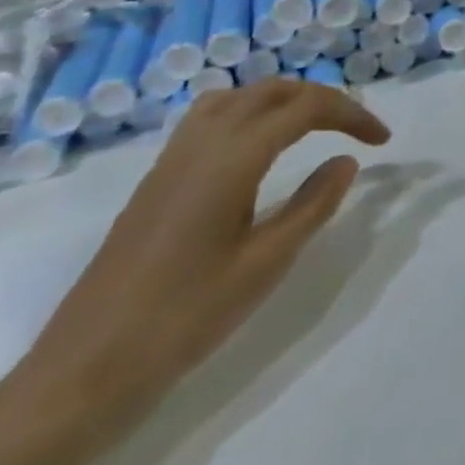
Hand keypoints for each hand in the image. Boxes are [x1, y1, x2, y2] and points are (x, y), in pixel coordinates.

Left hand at [0, 78, 389, 453]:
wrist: (81, 373)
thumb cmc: (183, 319)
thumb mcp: (265, 265)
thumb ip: (313, 205)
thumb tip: (345, 161)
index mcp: (232, 159)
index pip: (305, 108)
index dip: (352, 114)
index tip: (382, 141)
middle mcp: (201, 145)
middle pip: (272, 91)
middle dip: (322, 100)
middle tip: (355, 131)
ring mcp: (171, 161)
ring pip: (237, 97)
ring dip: (282, 100)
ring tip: (311, 129)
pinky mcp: (155, 181)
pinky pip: (208, 118)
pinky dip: (248, 113)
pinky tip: (257, 150)